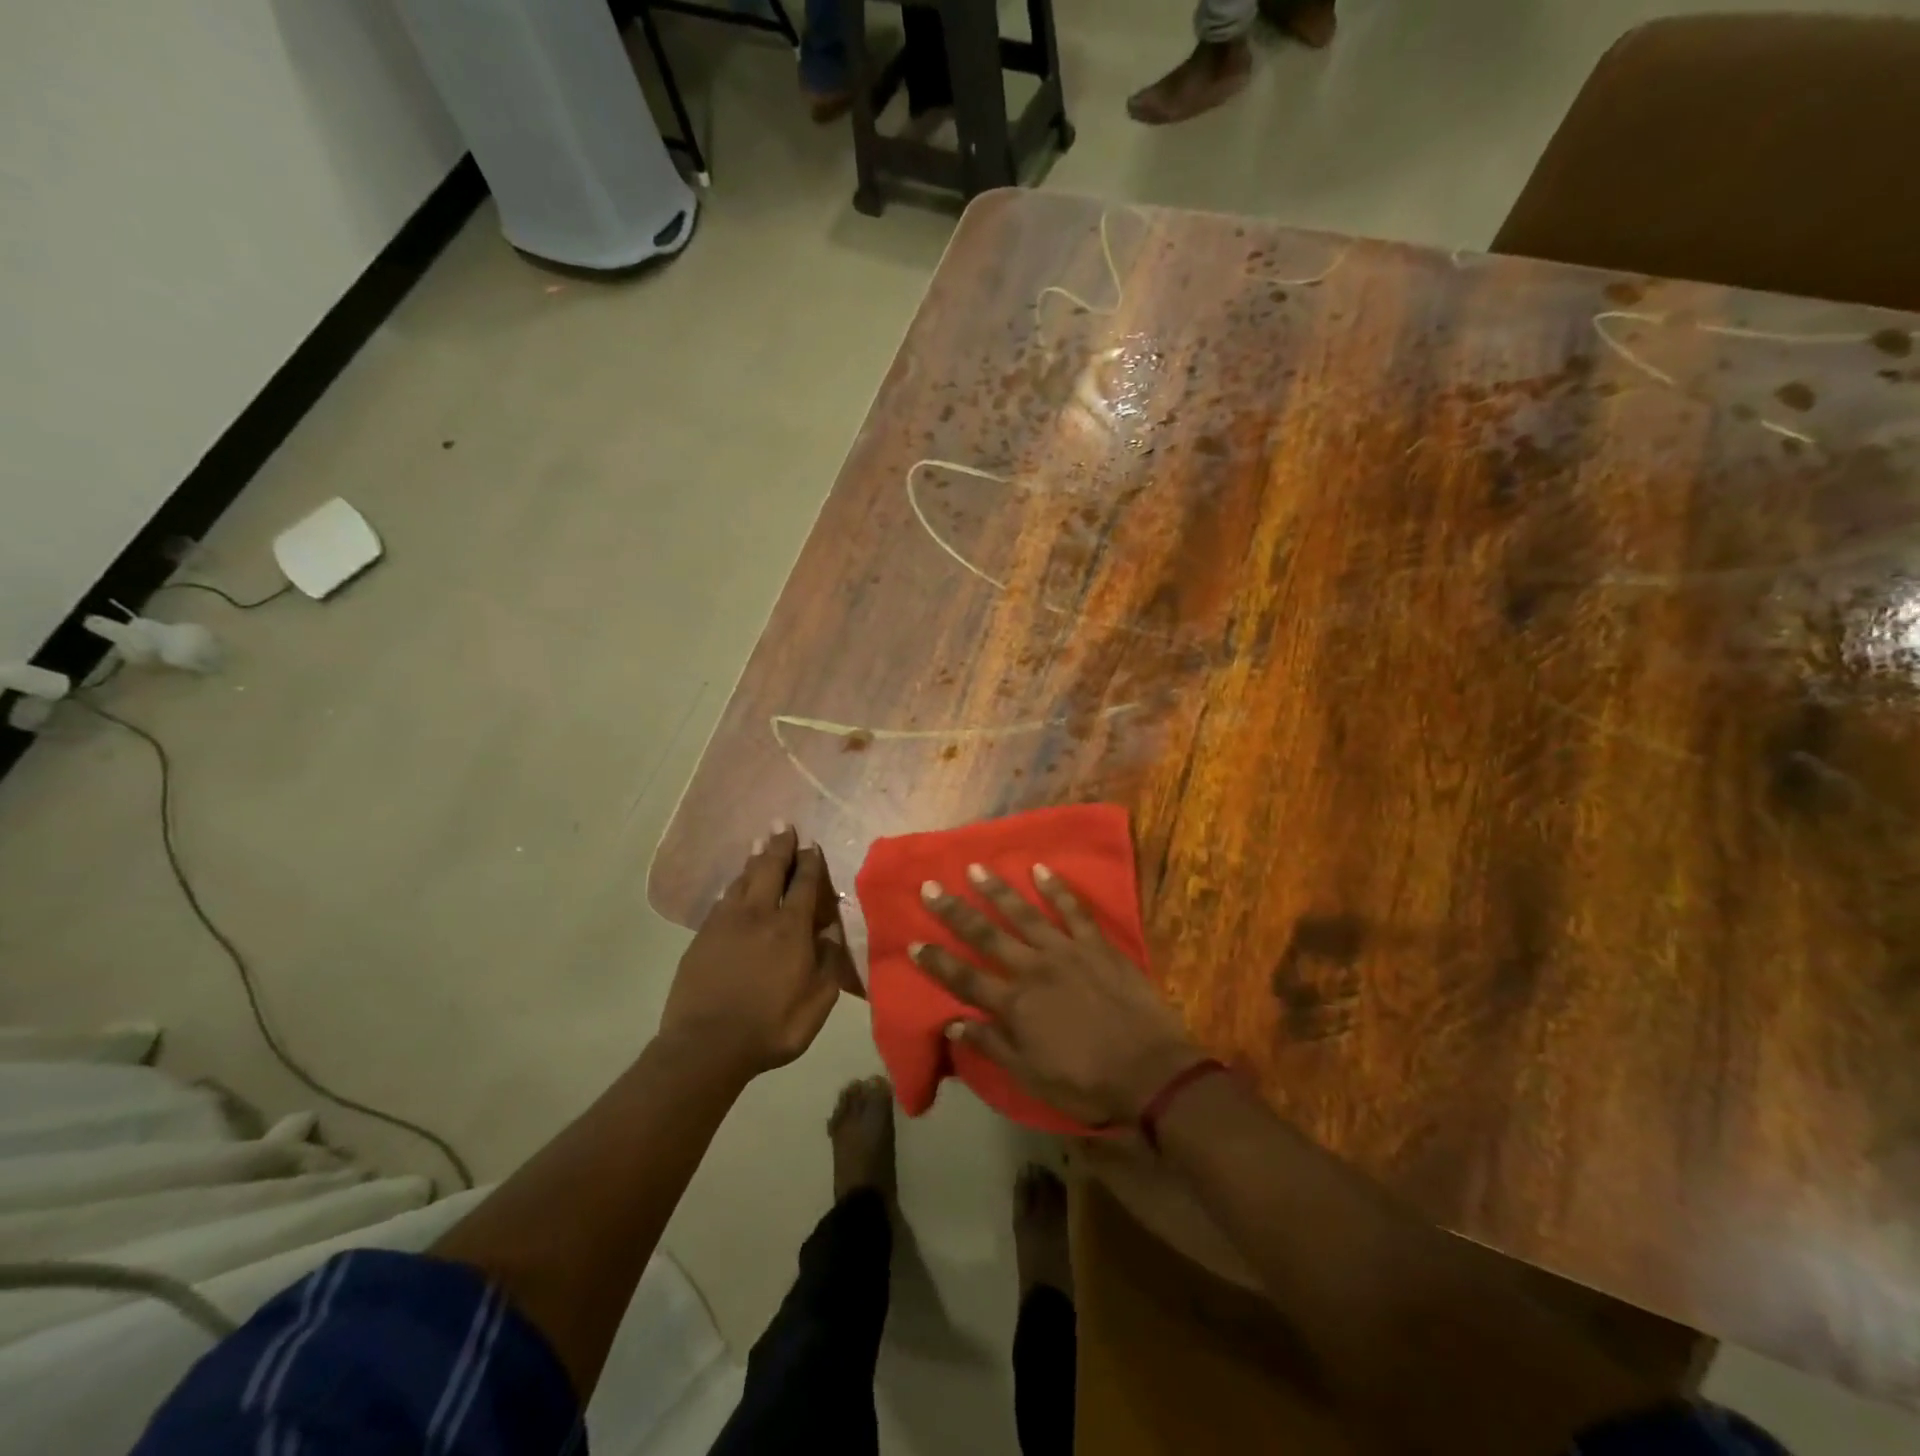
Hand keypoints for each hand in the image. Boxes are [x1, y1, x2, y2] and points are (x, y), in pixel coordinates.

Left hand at [661, 824, 853, 1078]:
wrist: (706, 1046)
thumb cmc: (771, 1027)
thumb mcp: (816, 1003)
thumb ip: (828, 965)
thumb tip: (831, 935)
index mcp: (790, 929)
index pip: (803, 884)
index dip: (810, 863)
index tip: (812, 845)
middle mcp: (758, 915)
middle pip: (769, 870)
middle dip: (779, 846)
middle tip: (783, 825)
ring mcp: (725, 923)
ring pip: (743, 880)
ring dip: (754, 859)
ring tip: (760, 843)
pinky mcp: (702, 937)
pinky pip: (722, 900)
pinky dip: (733, 885)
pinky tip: (734, 883)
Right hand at [912, 863, 1202, 1126]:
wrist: (1150, 1073)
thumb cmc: (1087, 1082)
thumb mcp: (1031, 1076)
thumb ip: (992, 1046)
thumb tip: (951, 1023)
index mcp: (1015, 1005)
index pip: (965, 978)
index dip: (937, 961)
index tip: (913, 941)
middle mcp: (1033, 969)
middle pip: (986, 935)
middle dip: (955, 911)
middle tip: (931, 886)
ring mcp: (1067, 951)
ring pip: (1025, 913)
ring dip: (998, 890)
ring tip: (976, 868)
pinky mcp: (1097, 945)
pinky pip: (1074, 910)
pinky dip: (1056, 889)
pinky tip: (1040, 870)